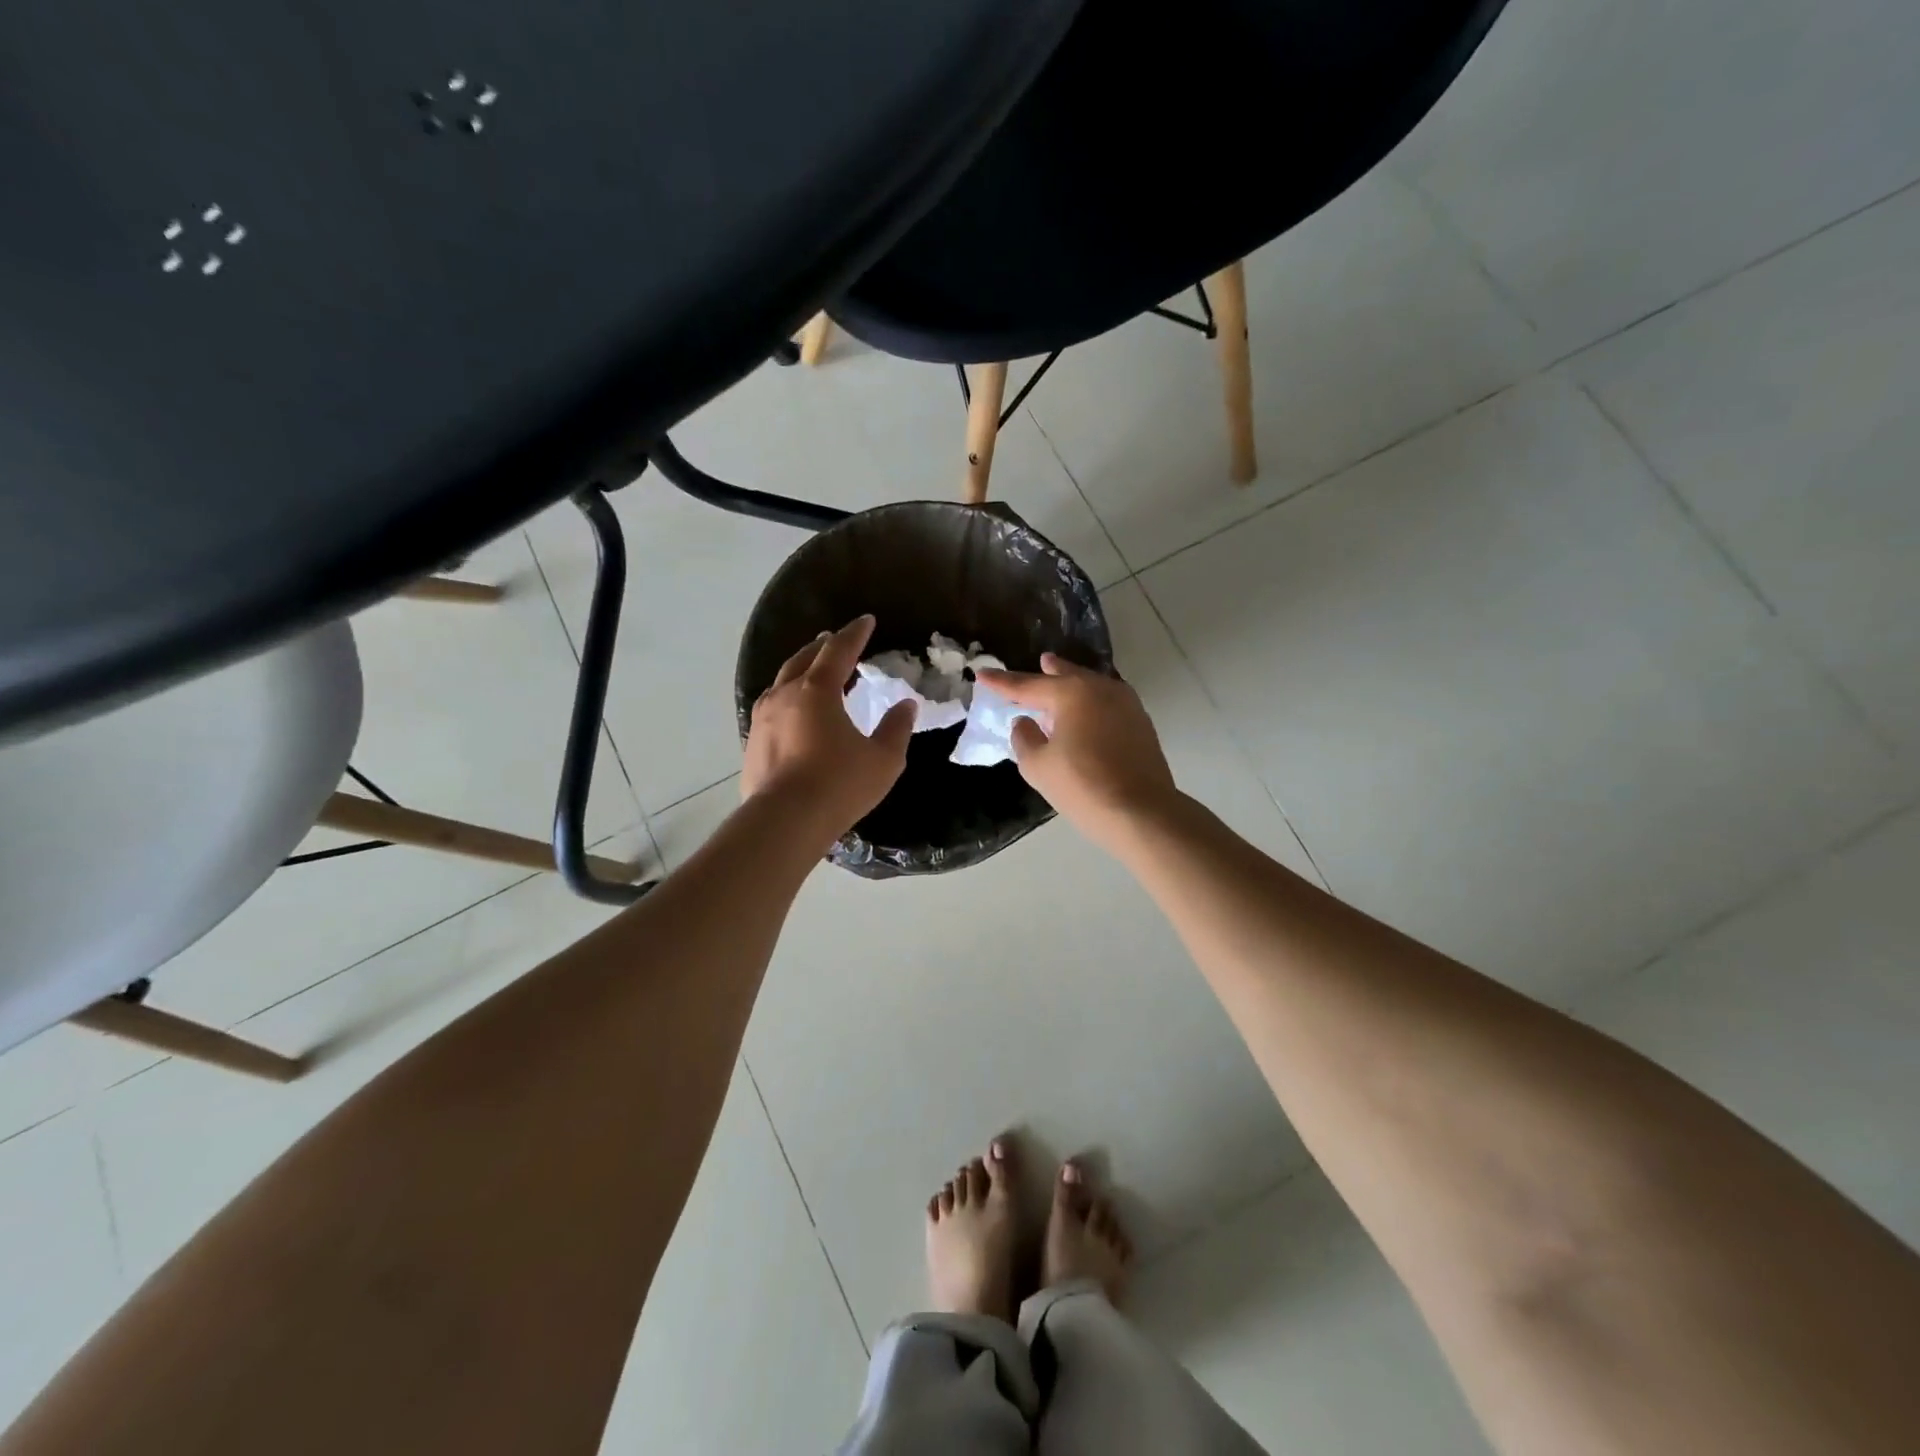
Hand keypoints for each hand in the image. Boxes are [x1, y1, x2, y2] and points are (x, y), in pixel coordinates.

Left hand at [742, 615, 916, 847]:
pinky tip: (794, 712)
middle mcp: (785, 696)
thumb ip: (896, 728)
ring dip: (801, 670)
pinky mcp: (753, 743)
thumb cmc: (840, 785)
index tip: (866, 620)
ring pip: (782, 681)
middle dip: (822, 646)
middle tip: (835, 640)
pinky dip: (788, 698)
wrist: (786, 821)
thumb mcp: (883, 759)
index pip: (839, 651)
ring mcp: (763, 718)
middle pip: (803, 659)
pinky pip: (772, 707)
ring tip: (813, 671)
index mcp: (818, 691)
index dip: (854, 634)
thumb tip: (906, 705)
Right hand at [975, 654, 1179, 848]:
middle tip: (1040, 661)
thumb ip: (1024, 738)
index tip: (981, 674)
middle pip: (1067, 676)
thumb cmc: (1083, 786)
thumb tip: (1025, 722)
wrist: (1142, 812)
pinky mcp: (1141, 724)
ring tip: (1062, 684)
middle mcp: (1101, 688)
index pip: (1028, 685)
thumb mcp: (1038, 766)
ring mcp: (1126, 704)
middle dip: (1049, 671)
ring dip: (1073, 685)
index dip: (1002, 682)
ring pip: (1091, 687)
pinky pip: (1107, 703)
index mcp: (1071, 693)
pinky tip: (1085, 714)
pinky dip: (1091, 704)